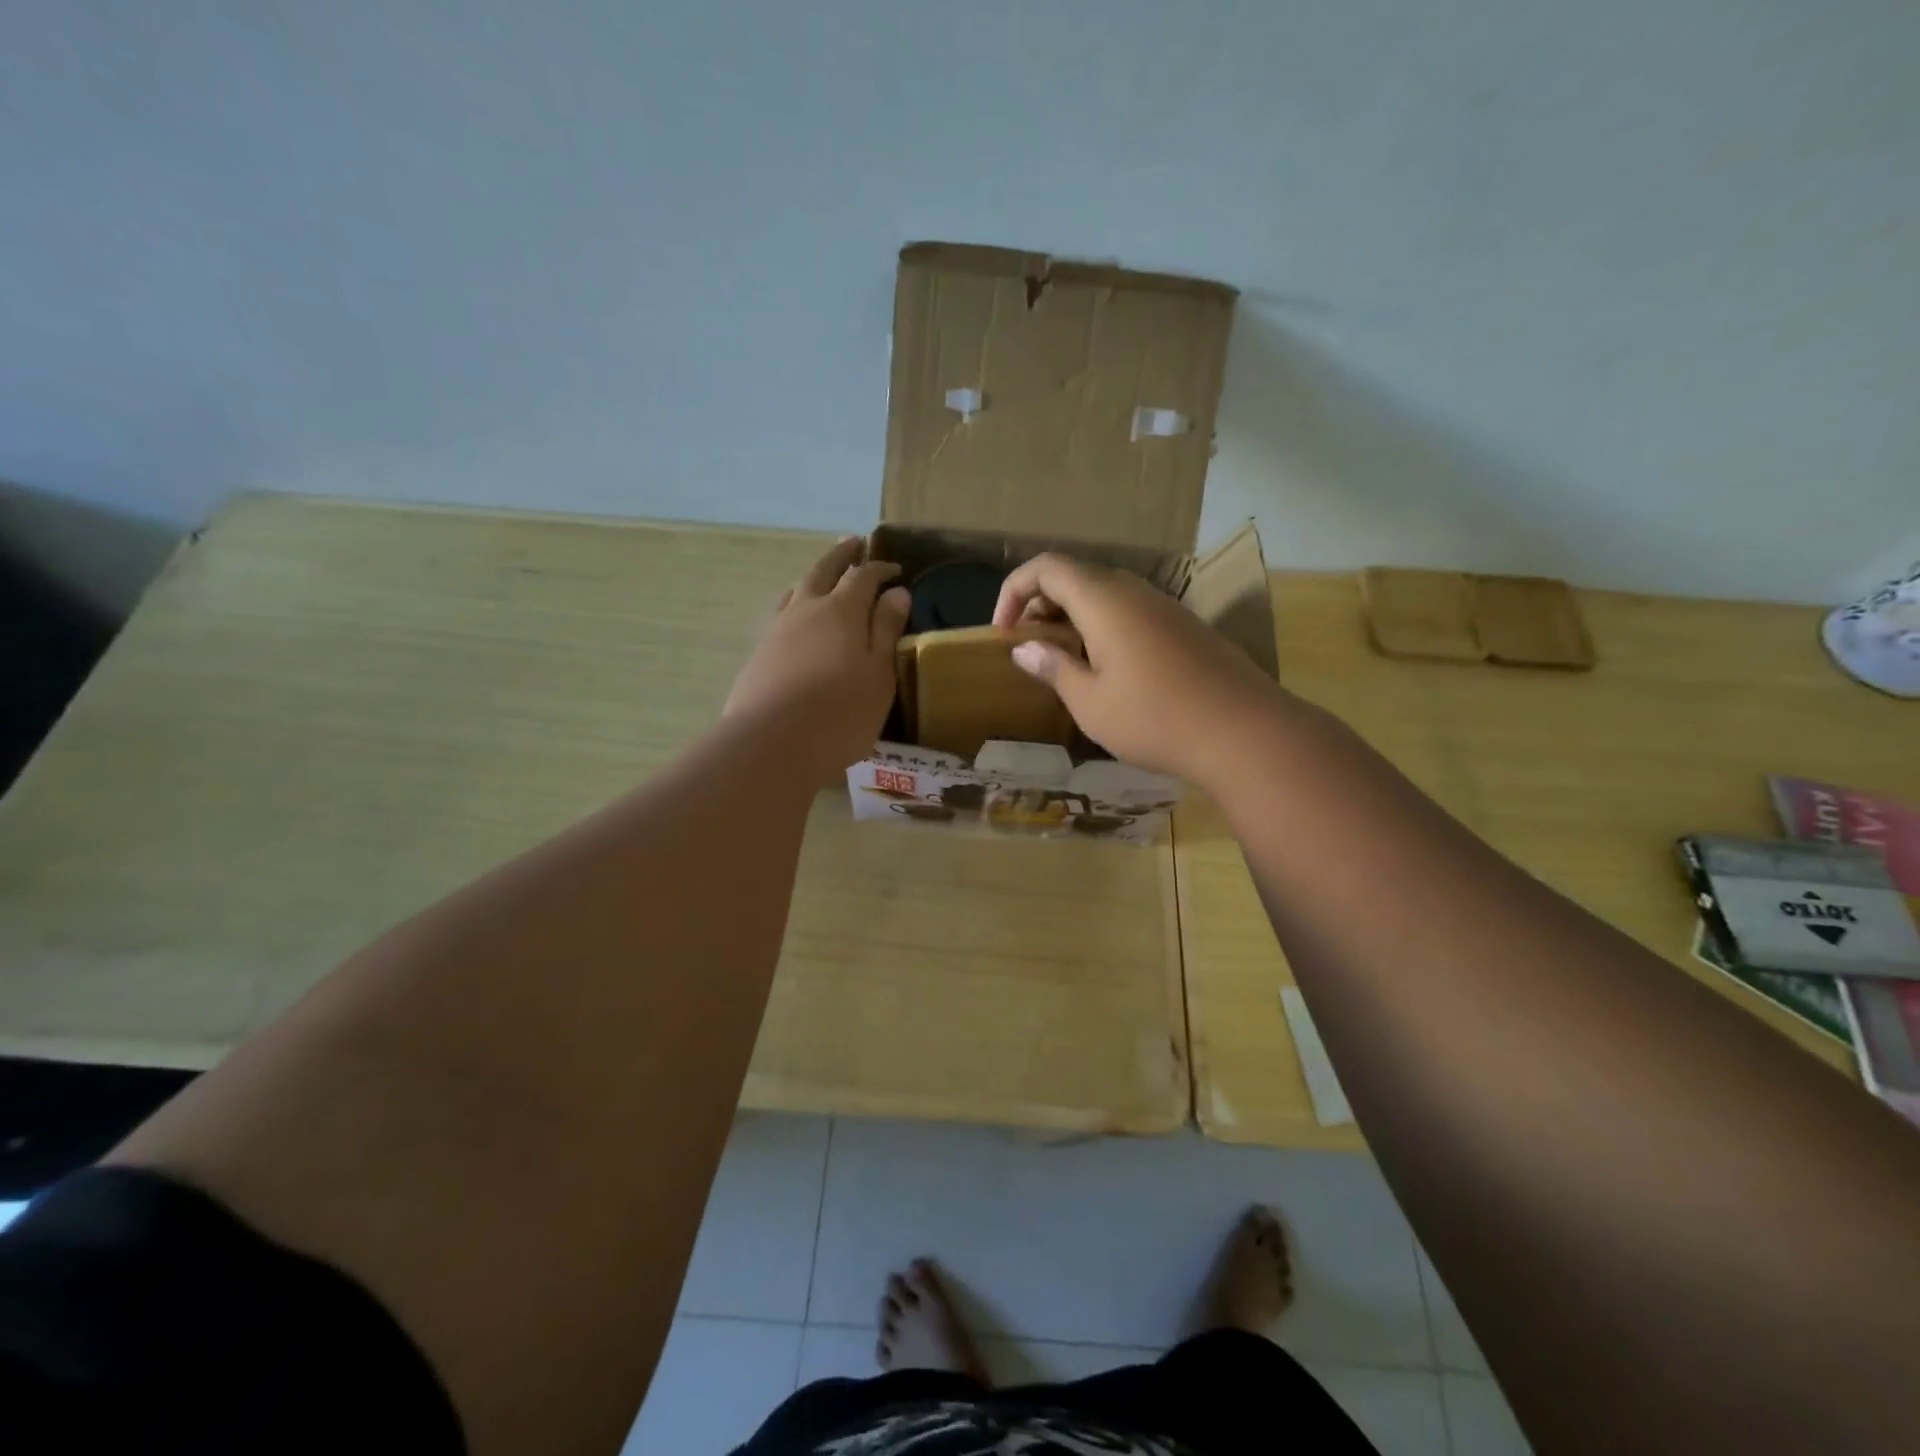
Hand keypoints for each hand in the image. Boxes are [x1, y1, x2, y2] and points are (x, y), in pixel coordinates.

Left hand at [725, 537, 910, 776]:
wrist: (773, 743)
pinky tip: (793, 617)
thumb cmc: (841, 712)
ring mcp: (776, 629)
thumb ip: (886, 631)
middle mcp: (805, 609)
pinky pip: (779, 614)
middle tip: (853, 541)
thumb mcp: (878, 674)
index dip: (880, 568)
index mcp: (841, 611)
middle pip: (823, 570)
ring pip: (796, 589)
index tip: (895, 569)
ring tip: (821, 574)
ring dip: (813, 576)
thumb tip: (898, 592)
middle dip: (841, 555)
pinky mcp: (758, 653)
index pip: (863, 576)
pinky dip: (793, 604)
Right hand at [992, 553, 1280, 777]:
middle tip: (1028, 646)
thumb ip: (1054, 668)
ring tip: (1062, 658)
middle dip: (1041, 604)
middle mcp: (1134, 591)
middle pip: (1076, 576)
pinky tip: (1107, 668)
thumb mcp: (1090, 701)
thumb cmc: (1154, 718)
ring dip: (1073, 616)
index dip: (1014, 590)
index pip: (1046, 568)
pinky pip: (1132, 611)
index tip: (1003, 632)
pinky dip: (1103, 626)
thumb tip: (1024, 649)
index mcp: (1103, 600)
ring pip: (1106, 594)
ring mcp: (1165, 607)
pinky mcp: (1186, 627)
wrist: (1245, 732)